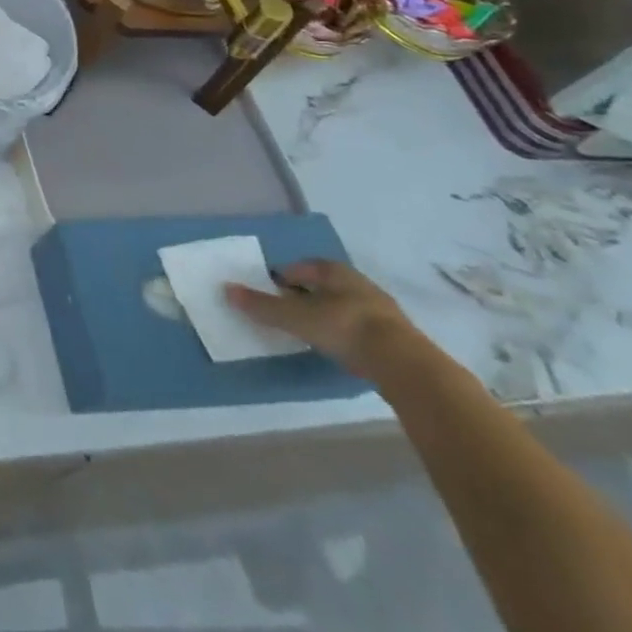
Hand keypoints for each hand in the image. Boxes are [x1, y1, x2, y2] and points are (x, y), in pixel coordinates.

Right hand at [225, 258, 422, 379]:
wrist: (405, 364)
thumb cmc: (344, 327)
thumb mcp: (295, 317)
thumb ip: (262, 305)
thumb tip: (226, 289)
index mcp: (333, 270)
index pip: (300, 266)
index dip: (283, 277)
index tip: (270, 293)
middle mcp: (357, 282)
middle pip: (322, 285)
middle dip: (304, 295)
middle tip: (287, 311)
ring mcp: (380, 309)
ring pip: (343, 306)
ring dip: (327, 315)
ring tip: (311, 331)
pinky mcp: (395, 336)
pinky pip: (360, 327)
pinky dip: (346, 333)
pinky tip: (339, 347)